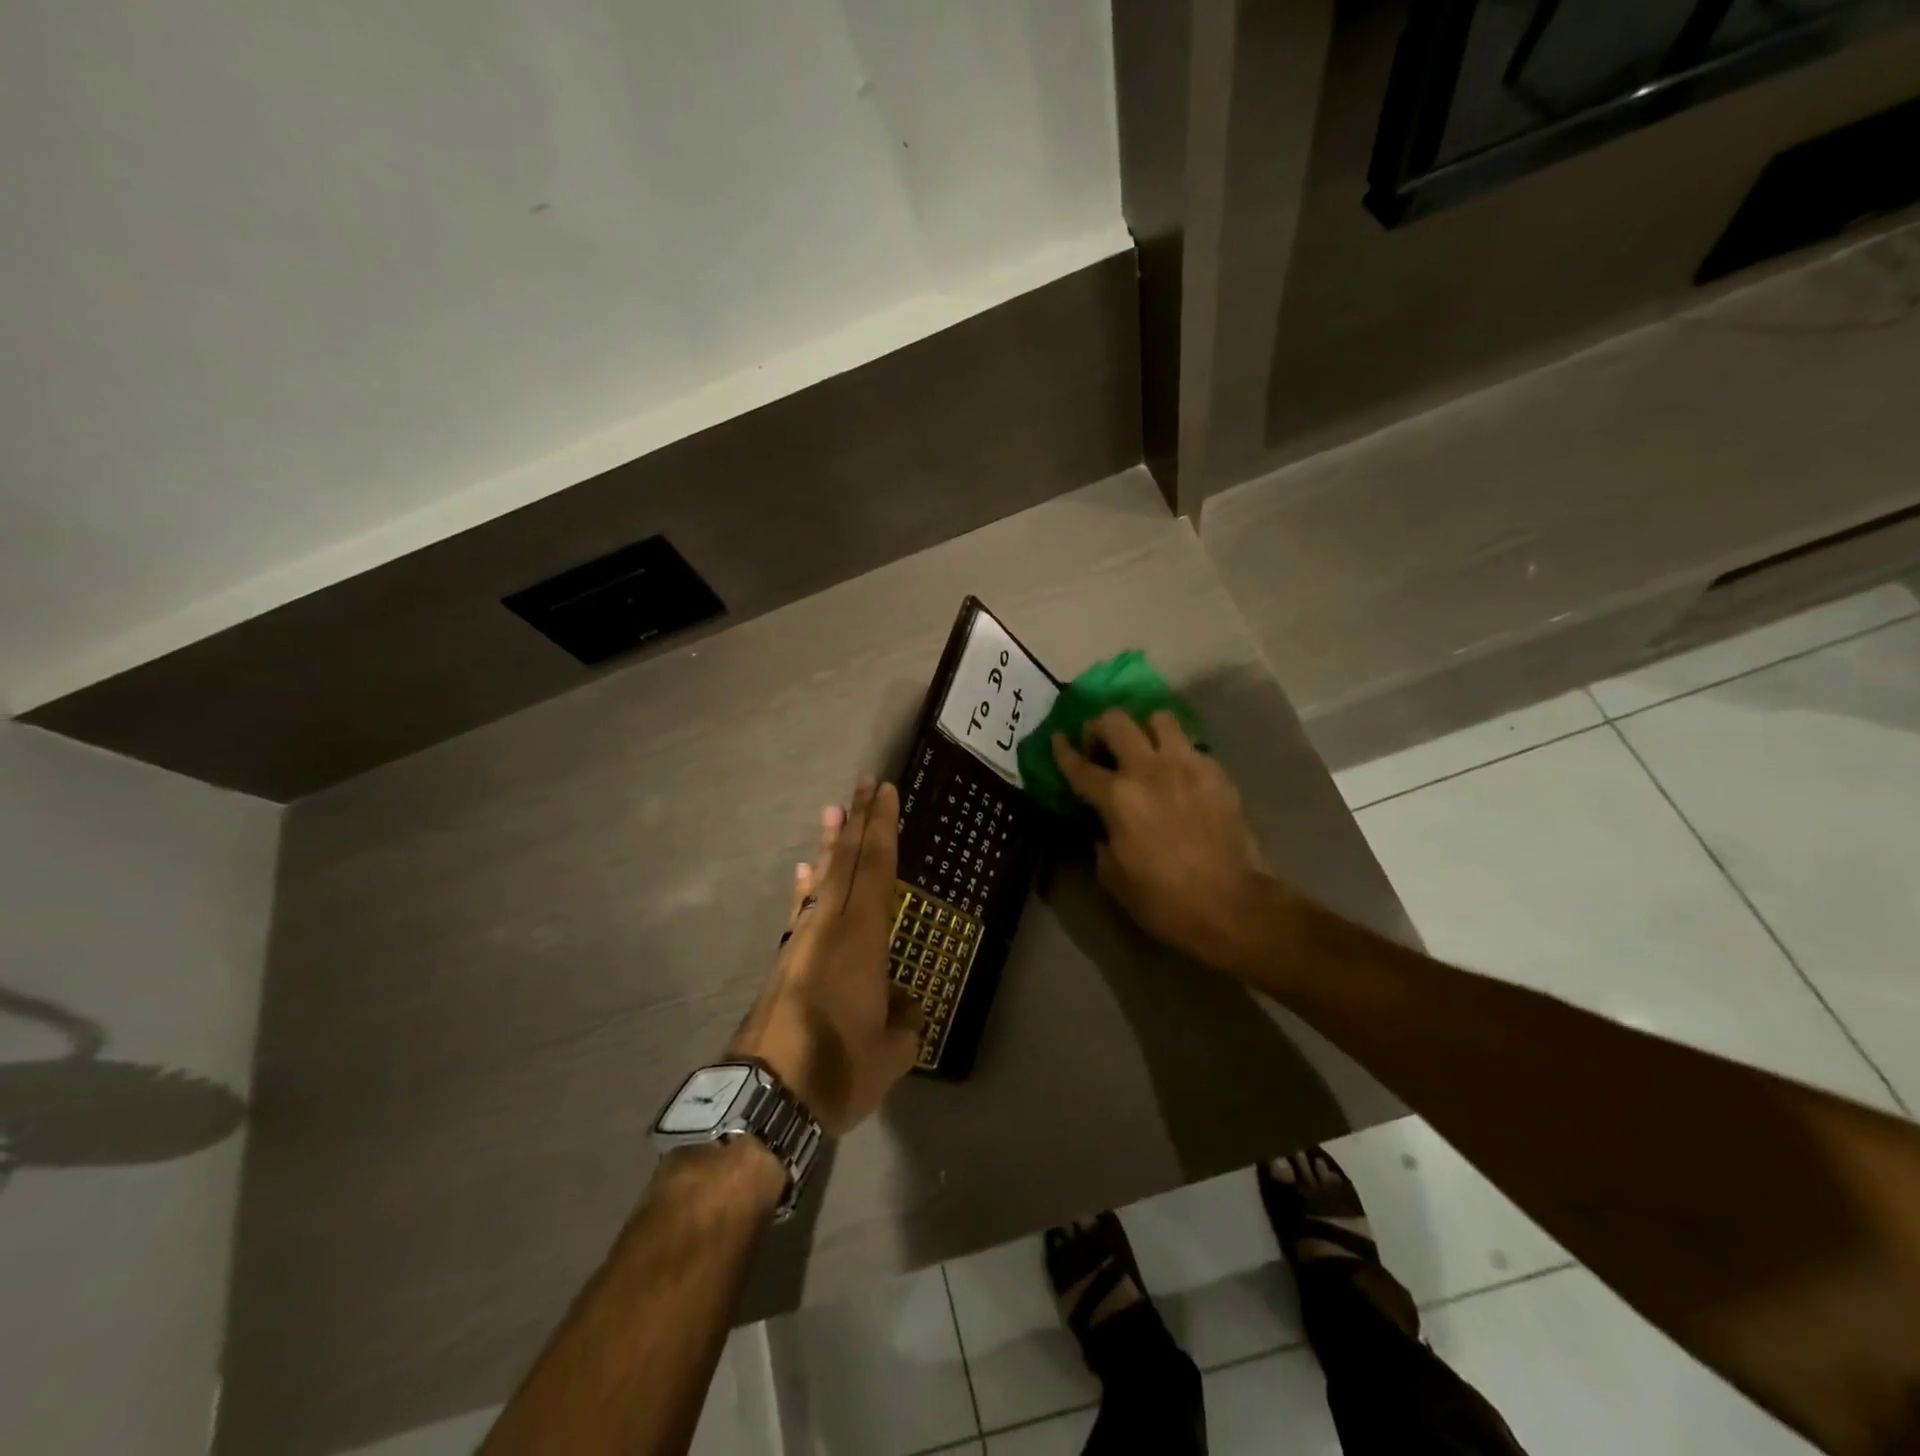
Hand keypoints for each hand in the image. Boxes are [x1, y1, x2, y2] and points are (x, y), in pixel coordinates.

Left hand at [729, 778, 921, 1135]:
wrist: (764, 1099)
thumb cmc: (837, 1069)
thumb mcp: (892, 1052)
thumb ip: (904, 1020)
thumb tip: (902, 1004)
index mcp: (861, 940)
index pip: (876, 869)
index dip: (882, 829)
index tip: (886, 792)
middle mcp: (829, 928)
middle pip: (846, 862)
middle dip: (858, 821)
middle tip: (865, 784)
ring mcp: (801, 942)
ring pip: (820, 880)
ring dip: (829, 845)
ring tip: (834, 811)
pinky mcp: (784, 963)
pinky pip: (800, 910)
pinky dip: (804, 887)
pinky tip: (803, 870)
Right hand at [1051, 710, 1271, 972]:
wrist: (1231, 904)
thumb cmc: (1164, 899)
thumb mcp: (1114, 877)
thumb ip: (1101, 841)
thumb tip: (1102, 827)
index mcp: (1117, 797)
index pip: (1079, 765)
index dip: (1063, 750)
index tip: (1058, 739)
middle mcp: (1148, 769)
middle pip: (1116, 721)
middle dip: (1099, 727)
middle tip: (1100, 746)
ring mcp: (1186, 765)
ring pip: (1158, 718)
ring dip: (1144, 729)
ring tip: (1144, 749)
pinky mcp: (1216, 772)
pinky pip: (1190, 745)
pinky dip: (1177, 752)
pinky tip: (1177, 774)